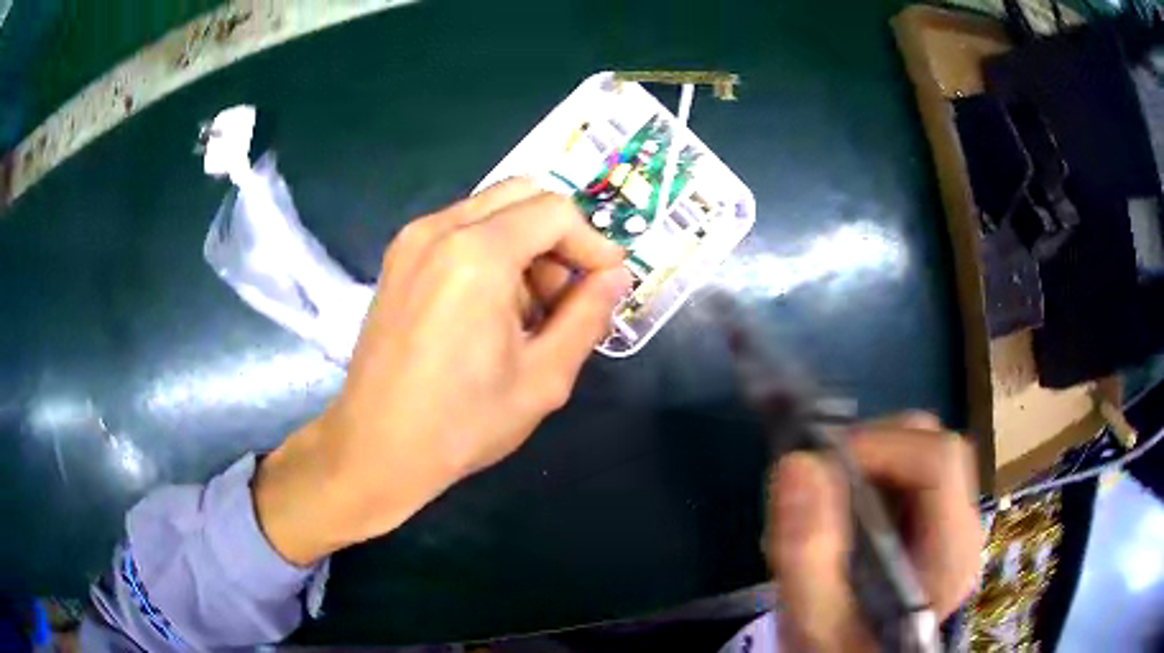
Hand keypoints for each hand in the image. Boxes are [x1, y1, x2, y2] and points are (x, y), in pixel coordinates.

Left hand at [254, 179, 631, 565]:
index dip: (591, 242)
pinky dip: (489, 252)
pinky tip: (488, 309)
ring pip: (490, 211)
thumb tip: (614, 276)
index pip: (555, 211)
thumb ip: (588, 316)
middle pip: (521, 196)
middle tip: (563, 296)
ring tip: (524, 313)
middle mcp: (439, 229)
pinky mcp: (397, 259)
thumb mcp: (544, 377)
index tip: (605, 284)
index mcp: (477, 253)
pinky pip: (459, 230)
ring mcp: (411, 240)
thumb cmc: (462, 422)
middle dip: (556, 237)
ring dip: (523, 246)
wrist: (376, 448)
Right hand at [766, 413, 984, 651]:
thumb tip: (798, 462)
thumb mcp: (812, 619)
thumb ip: (806, 551)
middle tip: (817, 481)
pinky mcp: (934, 525)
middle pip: (933, 448)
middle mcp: (963, 530)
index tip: (820, 465)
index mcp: (949, 555)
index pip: (939, 462)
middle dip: (872, 450)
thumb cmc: (836, 651)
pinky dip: (871, 475)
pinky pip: (909, 473)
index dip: (881, 446)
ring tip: (824, 499)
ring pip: (921, 453)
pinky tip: (842, 510)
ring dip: (869, 461)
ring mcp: (952, 525)